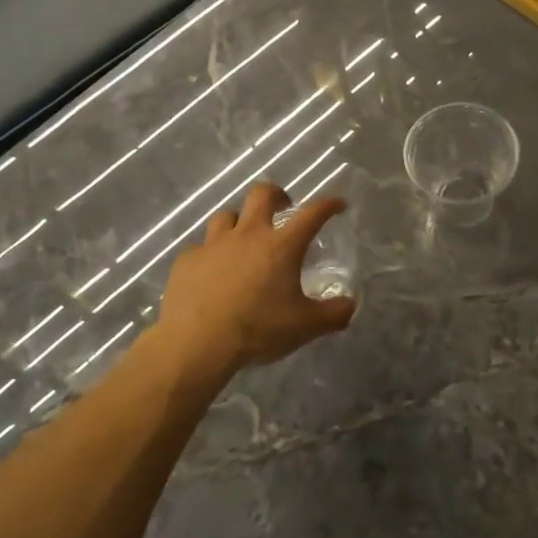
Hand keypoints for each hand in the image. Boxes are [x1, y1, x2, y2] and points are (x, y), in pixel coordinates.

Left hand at [153, 182, 356, 378]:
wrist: (197, 343)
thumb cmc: (258, 330)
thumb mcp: (306, 327)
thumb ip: (334, 314)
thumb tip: (349, 306)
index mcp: (281, 246)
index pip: (312, 213)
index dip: (328, 205)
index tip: (337, 204)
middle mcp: (248, 235)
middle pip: (262, 194)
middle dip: (276, 194)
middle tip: (283, 207)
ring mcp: (214, 244)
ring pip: (226, 216)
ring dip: (239, 222)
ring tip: (243, 239)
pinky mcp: (188, 260)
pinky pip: (201, 248)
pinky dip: (210, 255)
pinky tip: (212, 273)